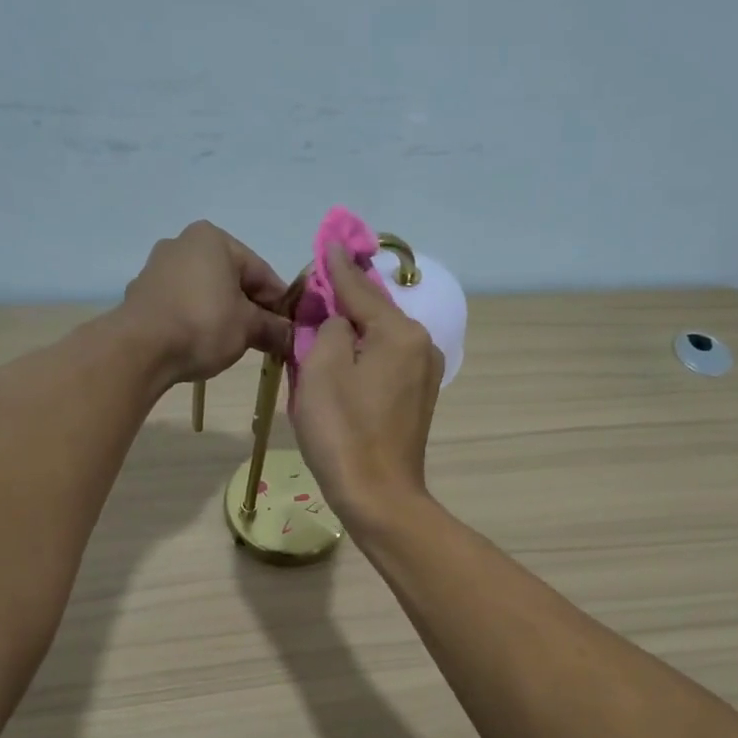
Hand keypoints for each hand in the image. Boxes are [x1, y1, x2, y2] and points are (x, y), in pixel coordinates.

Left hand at [120, 221, 292, 384]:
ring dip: (223, 315)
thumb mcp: (248, 328)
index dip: (279, 303)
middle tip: (264, 339)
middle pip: (232, 279)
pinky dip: (196, 320)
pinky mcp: (141, 294)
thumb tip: (291, 337)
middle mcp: (183, 243)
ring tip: (234, 344)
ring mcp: (157, 268)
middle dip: (249, 308)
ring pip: (205, 292)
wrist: (140, 349)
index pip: (261, 271)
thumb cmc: (203, 325)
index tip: (289, 329)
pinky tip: (202, 343)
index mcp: (214, 239)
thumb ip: (274, 329)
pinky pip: (181, 305)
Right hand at [290, 244, 444, 533]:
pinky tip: (342, 360)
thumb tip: (337, 314)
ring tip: (322, 324)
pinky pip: (385, 361)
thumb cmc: (343, 432)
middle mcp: (420, 345)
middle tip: (314, 289)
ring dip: (351, 330)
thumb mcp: (322, 369)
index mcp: (399, 332)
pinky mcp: (417, 398)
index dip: (336, 267)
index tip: (326, 241)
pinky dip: (362, 355)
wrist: (378, 496)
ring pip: (379, 338)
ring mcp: (423, 373)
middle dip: (343, 301)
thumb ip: (329, 325)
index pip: (360, 289)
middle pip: (373, 311)